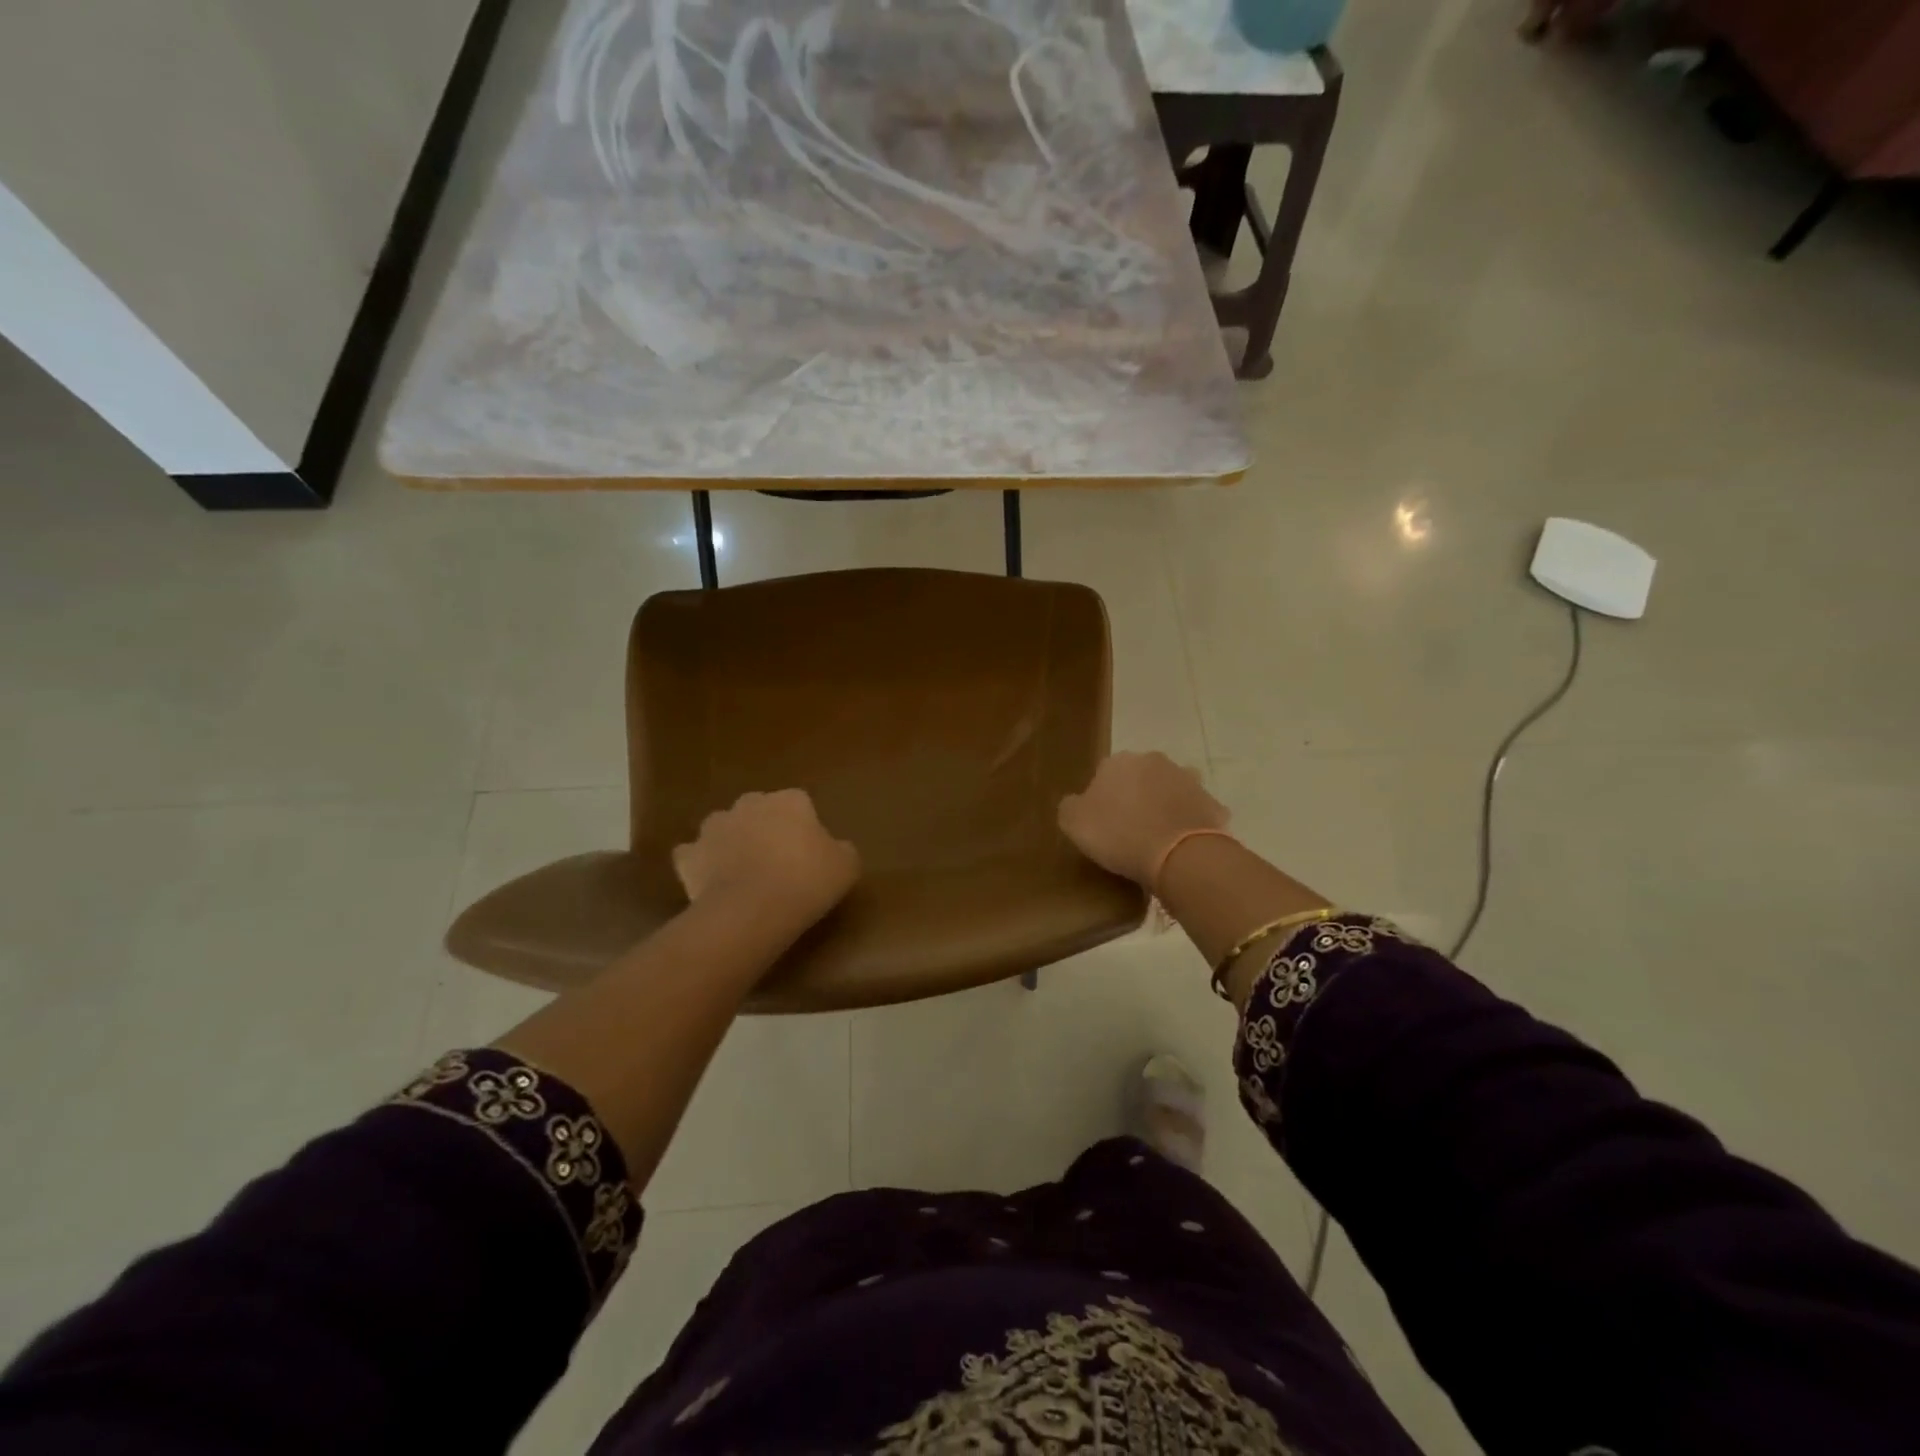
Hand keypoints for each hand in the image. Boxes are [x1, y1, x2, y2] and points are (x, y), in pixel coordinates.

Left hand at [673, 789, 860, 933]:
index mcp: (790, 800)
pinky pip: (694, 855)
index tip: (810, 852)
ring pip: (725, 828)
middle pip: (759, 810)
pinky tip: (711, 882)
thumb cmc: (807, 881)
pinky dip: (700, 864)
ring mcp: (714, 827)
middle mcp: (750, 803)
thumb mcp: (846, 866)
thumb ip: (841, 849)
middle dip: (765, 827)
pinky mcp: (689, 855)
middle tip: (777, 861)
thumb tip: (835, 848)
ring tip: (743, 872)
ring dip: (732, 842)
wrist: (752, 909)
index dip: (804, 827)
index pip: (800, 803)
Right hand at [1058, 752, 1228, 887]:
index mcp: (1119, 762)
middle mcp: (1154, 761)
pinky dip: (1189, 824)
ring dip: (1165, 806)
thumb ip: (1071, 806)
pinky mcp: (1212, 804)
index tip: (1101, 823)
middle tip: (1129, 829)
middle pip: (1140, 778)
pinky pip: (1195, 813)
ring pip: (1170, 791)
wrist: (1178, 855)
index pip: (1104, 774)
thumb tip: (1078, 801)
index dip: (1102, 798)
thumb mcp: (1073, 823)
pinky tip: (1182, 845)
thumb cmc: (1119, 834)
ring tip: (1157, 837)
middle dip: (1135, 796)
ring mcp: (1188, 780)